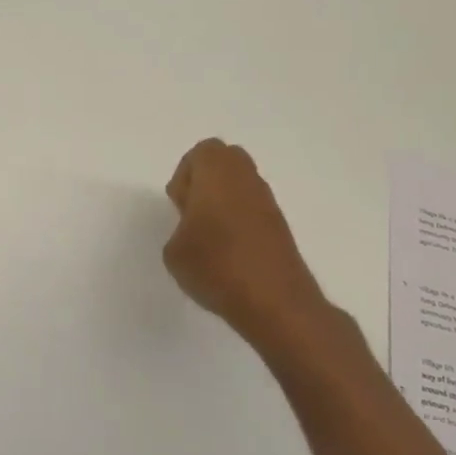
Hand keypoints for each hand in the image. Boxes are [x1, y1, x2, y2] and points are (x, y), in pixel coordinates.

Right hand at [163, 138, 327, 348]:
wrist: (274, 302)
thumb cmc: (216, 266)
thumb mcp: (174, 250)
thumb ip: (180, 227)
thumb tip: (195, 227)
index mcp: (217, 173)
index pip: (202, 152)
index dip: (185, 176)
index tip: (180, 206)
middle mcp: (246, 179)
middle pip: (225, 162)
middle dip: (206, 181)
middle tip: (192, 214)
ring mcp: (268, 202)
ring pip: (242, 186)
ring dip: (224, 202)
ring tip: (209, 239)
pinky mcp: (281, 227)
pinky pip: (254, 210)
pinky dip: (241, 221)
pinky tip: (230, 254)